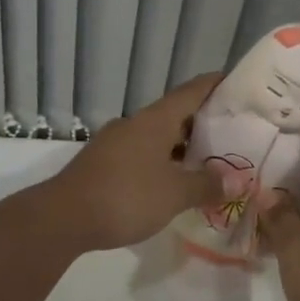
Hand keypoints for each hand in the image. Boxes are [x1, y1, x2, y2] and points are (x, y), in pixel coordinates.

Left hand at [48, 73, 224, 251]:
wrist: (63, 218)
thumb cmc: (126, 196)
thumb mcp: (175, 194)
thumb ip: (206, 185)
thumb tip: (236, 180)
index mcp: (155, 120)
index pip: (191, 92)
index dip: (214, 85)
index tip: (235, 82)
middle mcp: (135, 123)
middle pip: (174, 114)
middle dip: (202, 122)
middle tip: (232, 131)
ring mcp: (115, 142)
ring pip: (156, 136)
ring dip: (181, 145)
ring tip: (206, 161)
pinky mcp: (102, 163)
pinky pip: (141, 154)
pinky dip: (161, 161)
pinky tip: (171, 182)